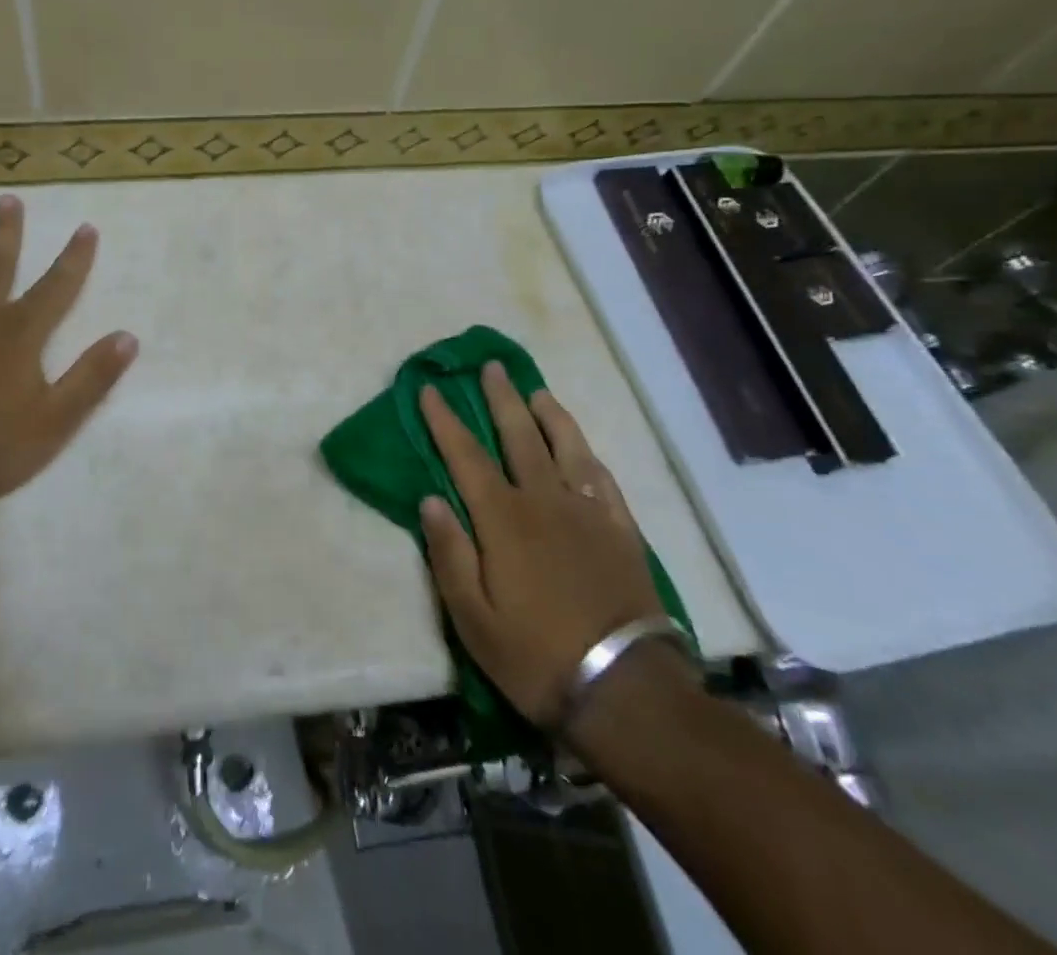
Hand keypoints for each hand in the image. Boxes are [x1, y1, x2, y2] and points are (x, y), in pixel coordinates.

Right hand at [417, 363, 662, 729]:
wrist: (626, 690)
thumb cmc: (536, 657)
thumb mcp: (473, 619)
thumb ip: (449, 554)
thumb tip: (430, 499)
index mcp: (503, 520)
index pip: (465, 456)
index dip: (445, 421)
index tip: (430, 389)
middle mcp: (544, 502)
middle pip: (519, 436)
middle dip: (500, 398)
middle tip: (490, 366)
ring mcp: (588, 513)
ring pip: (566, 448)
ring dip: (549, 415)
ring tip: (537, 392)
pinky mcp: (621, 532)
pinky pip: (603, 480)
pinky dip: (588, 455)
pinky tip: (582, 448)